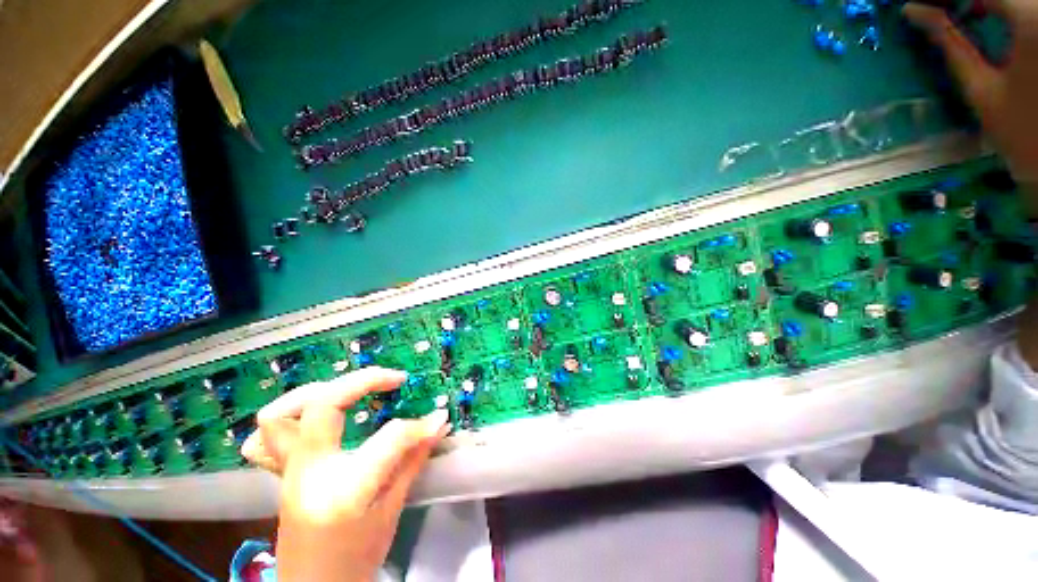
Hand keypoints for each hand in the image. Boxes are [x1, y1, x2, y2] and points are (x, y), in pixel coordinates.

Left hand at [241, 367, 449, 581]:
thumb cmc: (357, 559)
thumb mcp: (392, 512)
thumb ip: (413, 460)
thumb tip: (438, 423)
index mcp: (344, 490)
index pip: (388, 439)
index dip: (418, 425)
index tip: (438, 417)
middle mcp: (308, 473)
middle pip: (324, 404)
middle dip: (366, 380)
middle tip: (394, 379)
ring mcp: (288, 472)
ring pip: (281, 413)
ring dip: (320, 390)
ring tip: (352, 390)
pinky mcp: (281, 473)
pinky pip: (267, 435)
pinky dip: (290, 415)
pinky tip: (316, 416)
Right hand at [904, 1, 1037, 192]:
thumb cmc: (1023, 132)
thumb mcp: (981, 88)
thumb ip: (950, 43)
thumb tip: (914, 12)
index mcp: (1031, 20)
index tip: (920, 5)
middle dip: (968, 2)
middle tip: (937, 10)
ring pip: (1015, 2)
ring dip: (986, 6)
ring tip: (960, 14)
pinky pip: (1026, 10)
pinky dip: (1004, 10)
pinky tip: (988, 16)